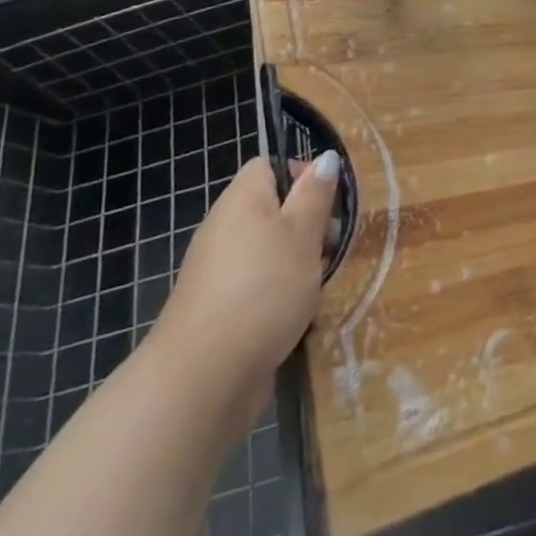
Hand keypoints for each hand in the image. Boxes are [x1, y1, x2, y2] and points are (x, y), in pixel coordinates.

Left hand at [155, 152, 340, 385]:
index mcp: (242, 200)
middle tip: (332, 248)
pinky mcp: (221, 310)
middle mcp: (225, 229)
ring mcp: (220, 272)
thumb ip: (315, 194)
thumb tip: (325, 157)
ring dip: (300, 265)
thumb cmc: (262, 289)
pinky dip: (282, 297)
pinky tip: (298, 318)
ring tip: (320, 286)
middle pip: (275, 211)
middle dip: (309, 227)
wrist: (204, 378)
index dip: (303, 175)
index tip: (329, 203)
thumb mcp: (302, 233)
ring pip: (271, 252)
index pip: (270, 167)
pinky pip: (260, 287)